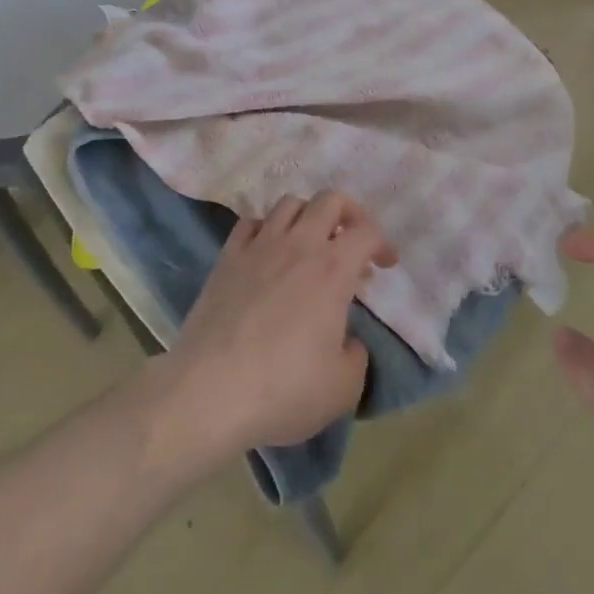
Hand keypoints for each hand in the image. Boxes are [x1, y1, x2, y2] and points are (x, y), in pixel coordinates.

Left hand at [147, 193, 395, 472]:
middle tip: (352, 242)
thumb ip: (357, 356)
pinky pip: (250, 222)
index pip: (366, 231)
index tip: (385, 265)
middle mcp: (298, 245)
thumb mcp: (343, 388)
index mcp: (332, 269)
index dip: (382, 243)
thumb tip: (348, 340)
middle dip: (349, 214)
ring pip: (289, 203)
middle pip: (329, 200)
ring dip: (307, 216)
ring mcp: (258, 247)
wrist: (208, 393)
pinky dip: (266, 228)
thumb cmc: (283, 390)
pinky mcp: (227, 258)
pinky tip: (268, 251)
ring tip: (310, 244)